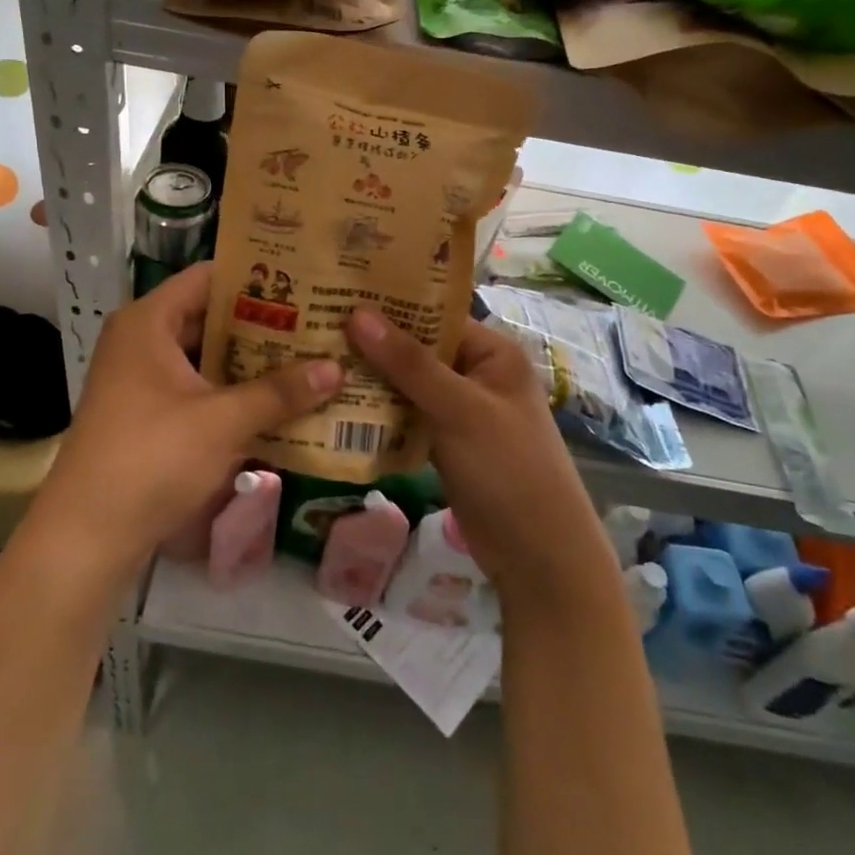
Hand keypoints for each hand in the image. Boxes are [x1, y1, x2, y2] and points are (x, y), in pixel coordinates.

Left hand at [28, 263, 342, 578]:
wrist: (86, 537)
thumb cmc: (152, 458)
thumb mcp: (223, 421)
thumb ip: (280, 391)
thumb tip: (338, 368)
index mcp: (149, 322)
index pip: (209, 276)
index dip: (256, 275)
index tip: (304, 278)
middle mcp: (141, 340)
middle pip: (209, 316)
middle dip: (263, 321)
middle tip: (317, 320)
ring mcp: (140, 379)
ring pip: (205, 355)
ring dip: (250, 359)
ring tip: (307, 355)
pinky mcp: (146, 414)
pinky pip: (197, 386)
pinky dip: (232, 389)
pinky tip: (276, 399)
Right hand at [346, 308, 614, 609]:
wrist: (538, 557)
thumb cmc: (508, 469)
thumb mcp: (459, 410)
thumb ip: (408, 364)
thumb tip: (358, 313)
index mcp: (492, 352)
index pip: (434, 316)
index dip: (390, 307)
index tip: (338, 297)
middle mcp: (476, 374)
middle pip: (417, 350)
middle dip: (373, 345)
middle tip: (315, 329)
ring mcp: (460, 411)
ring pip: (408, 385)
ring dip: (371, 381)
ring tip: (316, 362)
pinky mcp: (446, 443)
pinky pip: (408, 417)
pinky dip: (380, 414)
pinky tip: (337, 407)